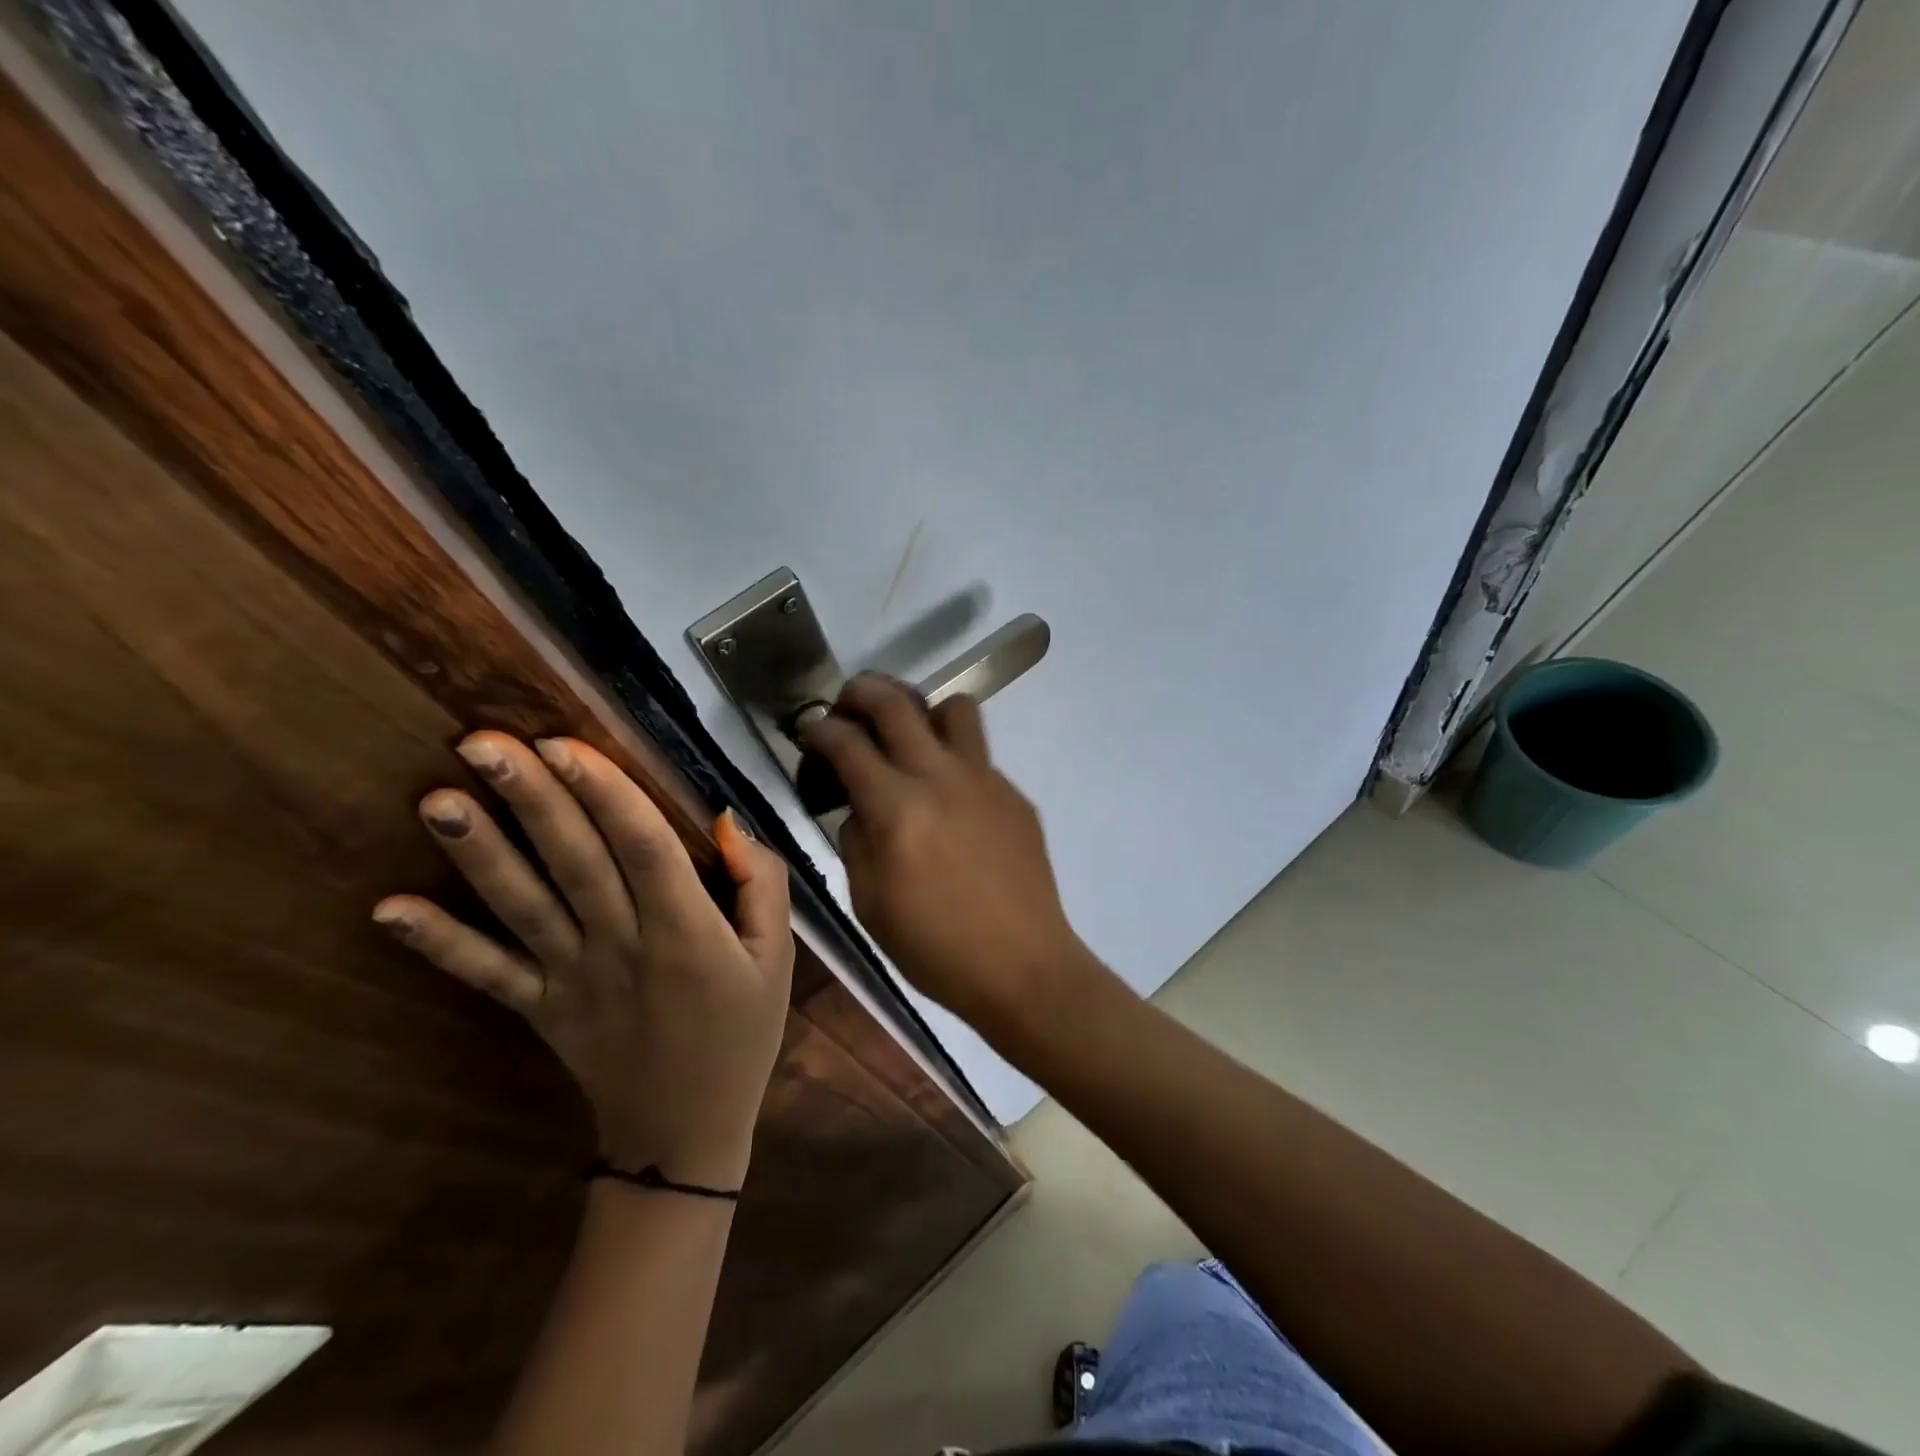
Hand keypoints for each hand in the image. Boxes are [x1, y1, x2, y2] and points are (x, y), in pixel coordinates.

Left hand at [373, 732, 793, 1188]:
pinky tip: (386, 909)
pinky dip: (438, 944)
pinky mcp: (538, 1010)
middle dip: (531, 800)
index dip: (606, 794)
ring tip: (435, 799)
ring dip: (479, 854)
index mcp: (688, 931)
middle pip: (575, 863)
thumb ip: (764, 884)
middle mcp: (622, 946)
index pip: (644, 848)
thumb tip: (725, 822)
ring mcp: (571, 980)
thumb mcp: (779, 958)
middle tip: (483, 742)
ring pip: (523, 907)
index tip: (565, 743)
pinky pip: (486, 975)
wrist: (685, 1133)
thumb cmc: (742, 1033)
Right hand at [798, 675, 1095, 1036]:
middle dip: (861, 691)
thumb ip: (856, 838)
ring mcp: (986, 780)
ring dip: (921, 712)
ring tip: (909, 739)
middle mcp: (941, 778)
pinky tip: (950, 801)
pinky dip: (953, 760)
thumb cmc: (935, 947)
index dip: (818, 728)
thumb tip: (860, 804)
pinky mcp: (1015, 794)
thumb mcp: (869, 902)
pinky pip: (979, 755)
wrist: (1023, 966)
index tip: (809, 728)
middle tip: (847, 704)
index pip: (846, 742)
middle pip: (896, 702)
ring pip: (953, 707)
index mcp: (897, 809)